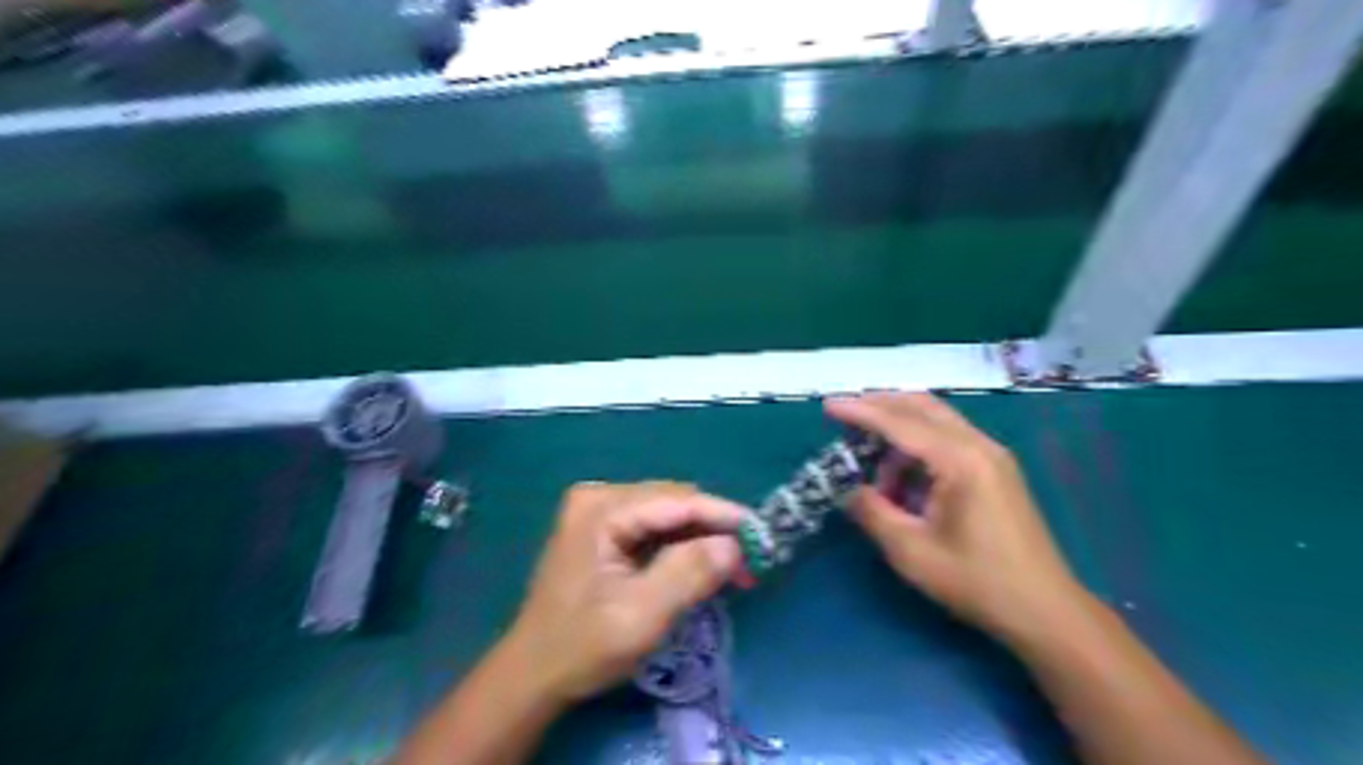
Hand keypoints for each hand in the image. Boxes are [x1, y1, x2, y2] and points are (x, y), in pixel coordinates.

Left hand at [508, 483, 750, 703]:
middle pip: (673, 503)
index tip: (762, 534)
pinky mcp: (602, 528)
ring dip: (700, 540)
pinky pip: (653, 527)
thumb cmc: (584, 646)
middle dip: (713, 530)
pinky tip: (700, 567)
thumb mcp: (642, 615)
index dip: (723, 515)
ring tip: (732, 570)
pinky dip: (680, 547)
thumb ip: (689, 574)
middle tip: (748, 564)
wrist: (534, 672)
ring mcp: (598, 510)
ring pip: (667, 515)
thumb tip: (735, 544)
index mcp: (601, 509)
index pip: (677, 501)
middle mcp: (599, 497)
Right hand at [824, 394, 1093, 645]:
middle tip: (845, 416)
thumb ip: (873, 513)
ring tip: (871, 460)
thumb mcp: (911, 552)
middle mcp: (979, 446)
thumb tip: (849, 490)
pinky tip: (903, 474)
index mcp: (960, 461)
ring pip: (938, 420)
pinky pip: (950, 438)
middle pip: (922, 407)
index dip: (860, 411)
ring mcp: (993, 455)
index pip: (901, 423)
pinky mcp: (997, 469)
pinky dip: (919, 444)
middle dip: (880, 406)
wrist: (1045, 610)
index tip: (828, 405)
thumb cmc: (976, 582)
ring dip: (900, 428)